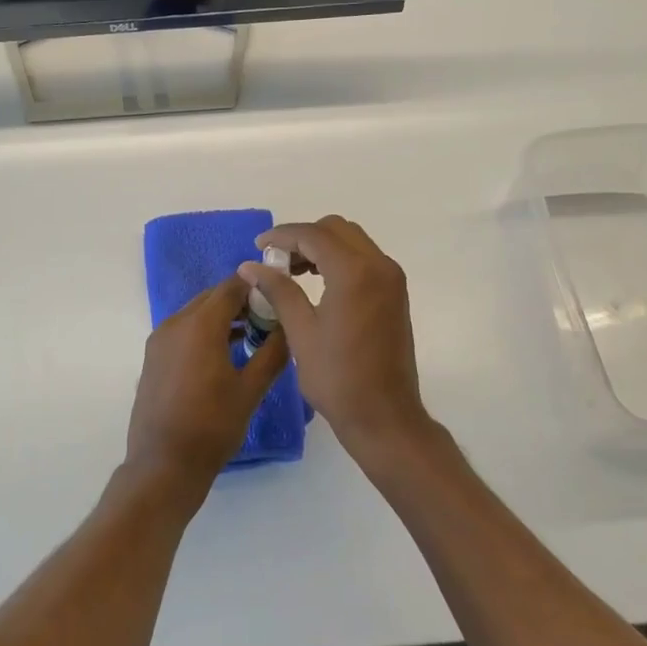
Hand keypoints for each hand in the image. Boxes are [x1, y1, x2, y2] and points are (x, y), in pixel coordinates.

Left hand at [125, 275, 286, 494]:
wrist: (163, 465)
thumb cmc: (212, 427)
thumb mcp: (251, 390)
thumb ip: (273, 353)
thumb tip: (289, 328)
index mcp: (200, 325)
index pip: (231, 287)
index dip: (257, 287)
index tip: (279, 297)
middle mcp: (175, 323)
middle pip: (211, 297)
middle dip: (240, 302)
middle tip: (268, 318)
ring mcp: (159, 340)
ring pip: (196, 313)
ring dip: (222, 317)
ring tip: (250, 337)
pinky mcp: (153, 357)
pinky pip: (183, 330)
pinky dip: (203, 332)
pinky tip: (223, 354)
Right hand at [237, 217, 430, 458]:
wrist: (385, 416)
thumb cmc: (337, 378)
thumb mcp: (301, 332)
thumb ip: (278, 290)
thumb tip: (250, 266)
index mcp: (354, 272)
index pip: (313, 235)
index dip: (282, 236)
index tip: (258, 247)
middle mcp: (379, 265)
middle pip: (336, 229)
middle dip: (303, 237)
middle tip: (276, 260)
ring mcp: (391, 278)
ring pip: (352, 241)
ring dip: (321, 246)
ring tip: (291, 271)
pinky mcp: (395, 292)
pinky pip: (364, 259)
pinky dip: (339, 259)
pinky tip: (317, 282)